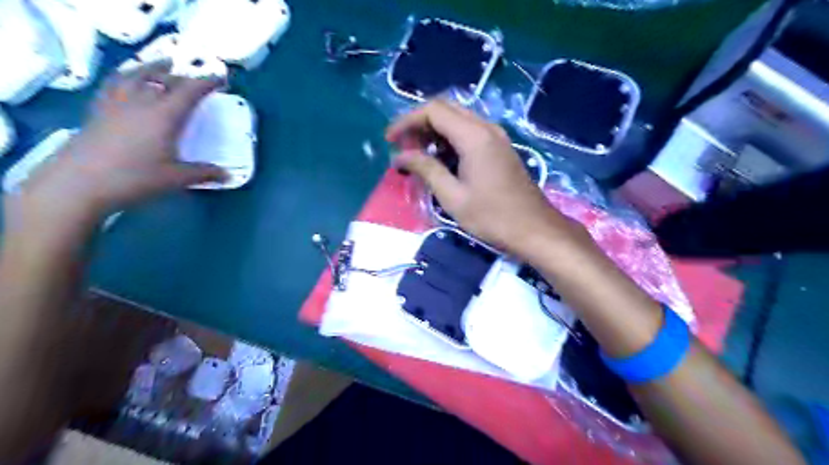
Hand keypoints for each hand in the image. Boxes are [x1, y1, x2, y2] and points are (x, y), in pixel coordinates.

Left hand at [9, 62, 226, 229]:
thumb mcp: (176, 178)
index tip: (221, 79)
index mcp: (164, 116)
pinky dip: (127, 77)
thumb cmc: (134, 178)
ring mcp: (116, 105)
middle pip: (163, 80)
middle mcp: (140, 103)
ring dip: (152, 68)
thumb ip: (203, 173)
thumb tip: (227, 175)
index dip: (207, 83)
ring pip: (135, 76)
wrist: (79, 183)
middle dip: (183, 77)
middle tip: (196, 81)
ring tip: (162, 65)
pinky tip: (128, 82)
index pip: (189, 91)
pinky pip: (115, 84)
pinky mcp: (98, 112)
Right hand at [387, 99, 589, 255]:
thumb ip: (425, 169)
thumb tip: (399, 157)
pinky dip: (449, 139)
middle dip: (419, 123)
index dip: (407, 121)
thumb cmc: (492, 217)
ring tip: (417, 155)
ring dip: (434, 131)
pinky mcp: (499, 148)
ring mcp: (496, 136)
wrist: (534, 229)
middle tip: (403, 147)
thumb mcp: (452, 196)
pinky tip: (440, 160)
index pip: (433, 110)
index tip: (390, 140)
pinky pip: (469, 132)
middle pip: (445, 109)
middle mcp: (486, 128)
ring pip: (458, 119)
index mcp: (474, 136)